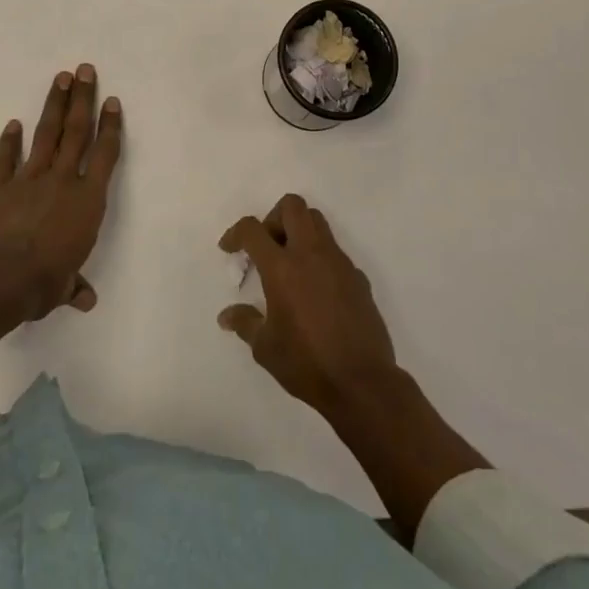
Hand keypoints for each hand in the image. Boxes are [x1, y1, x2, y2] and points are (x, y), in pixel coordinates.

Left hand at [0, 64, 121, 320]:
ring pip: (46, 135)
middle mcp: (62, 181)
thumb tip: (86, 300)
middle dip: (82, 99)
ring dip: (53, 105)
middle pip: (76, 132)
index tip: (112, 101)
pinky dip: (9, 141)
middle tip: (85, 69)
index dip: (110, 126)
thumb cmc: (41, 283)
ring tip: (60, 78)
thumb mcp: (63, 287)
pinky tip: (13, 123)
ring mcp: (28, 179)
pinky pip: (5, 159)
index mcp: (87, 201)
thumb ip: (74, 285)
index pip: (105, 155)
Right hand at [218, 194, 398, 418]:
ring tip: (289, 264)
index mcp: (282, 268)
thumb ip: (245, 323)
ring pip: (318, 222)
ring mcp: (339, 262)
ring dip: (299, 231)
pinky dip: (319, 257)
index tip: (230, 249)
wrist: (362, 382)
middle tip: (266, 246)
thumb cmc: (306, 363)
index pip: (253, 229)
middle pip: (292, 206)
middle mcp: (311, 254)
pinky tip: (315, 291)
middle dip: (273, 218)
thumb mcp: (265, 348)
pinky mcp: (358, 276)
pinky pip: (335, 251)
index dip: (236, 233)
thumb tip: (227, 316)